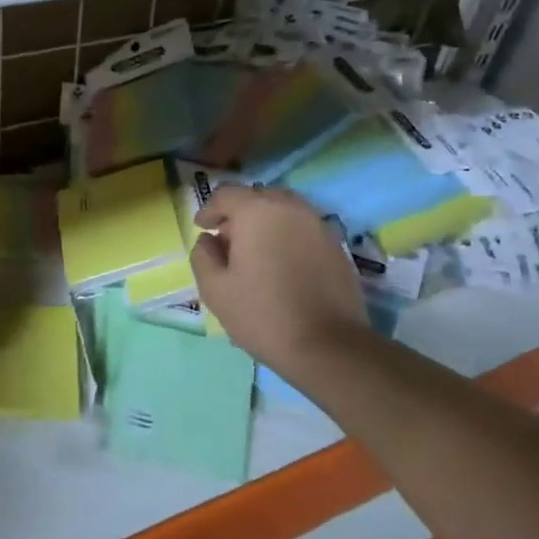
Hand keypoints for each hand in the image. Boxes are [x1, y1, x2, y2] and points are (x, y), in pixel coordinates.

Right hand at [190, 185, 369, 369]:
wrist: (328, 345)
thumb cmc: (263, 314)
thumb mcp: (215, 289)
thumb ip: (203, 255)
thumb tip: (209, 239)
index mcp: (257, 211)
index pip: (226, 193)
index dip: (210, 208)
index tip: (202, 227)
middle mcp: (290, 207)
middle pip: (258, 197)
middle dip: (239, 214)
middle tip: (228, 241)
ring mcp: (318, 224)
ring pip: (284, 211)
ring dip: (265, 223)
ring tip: (256, 253)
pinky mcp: (336, 244)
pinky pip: (303, 228)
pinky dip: (288, 236)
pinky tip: (282, 265)